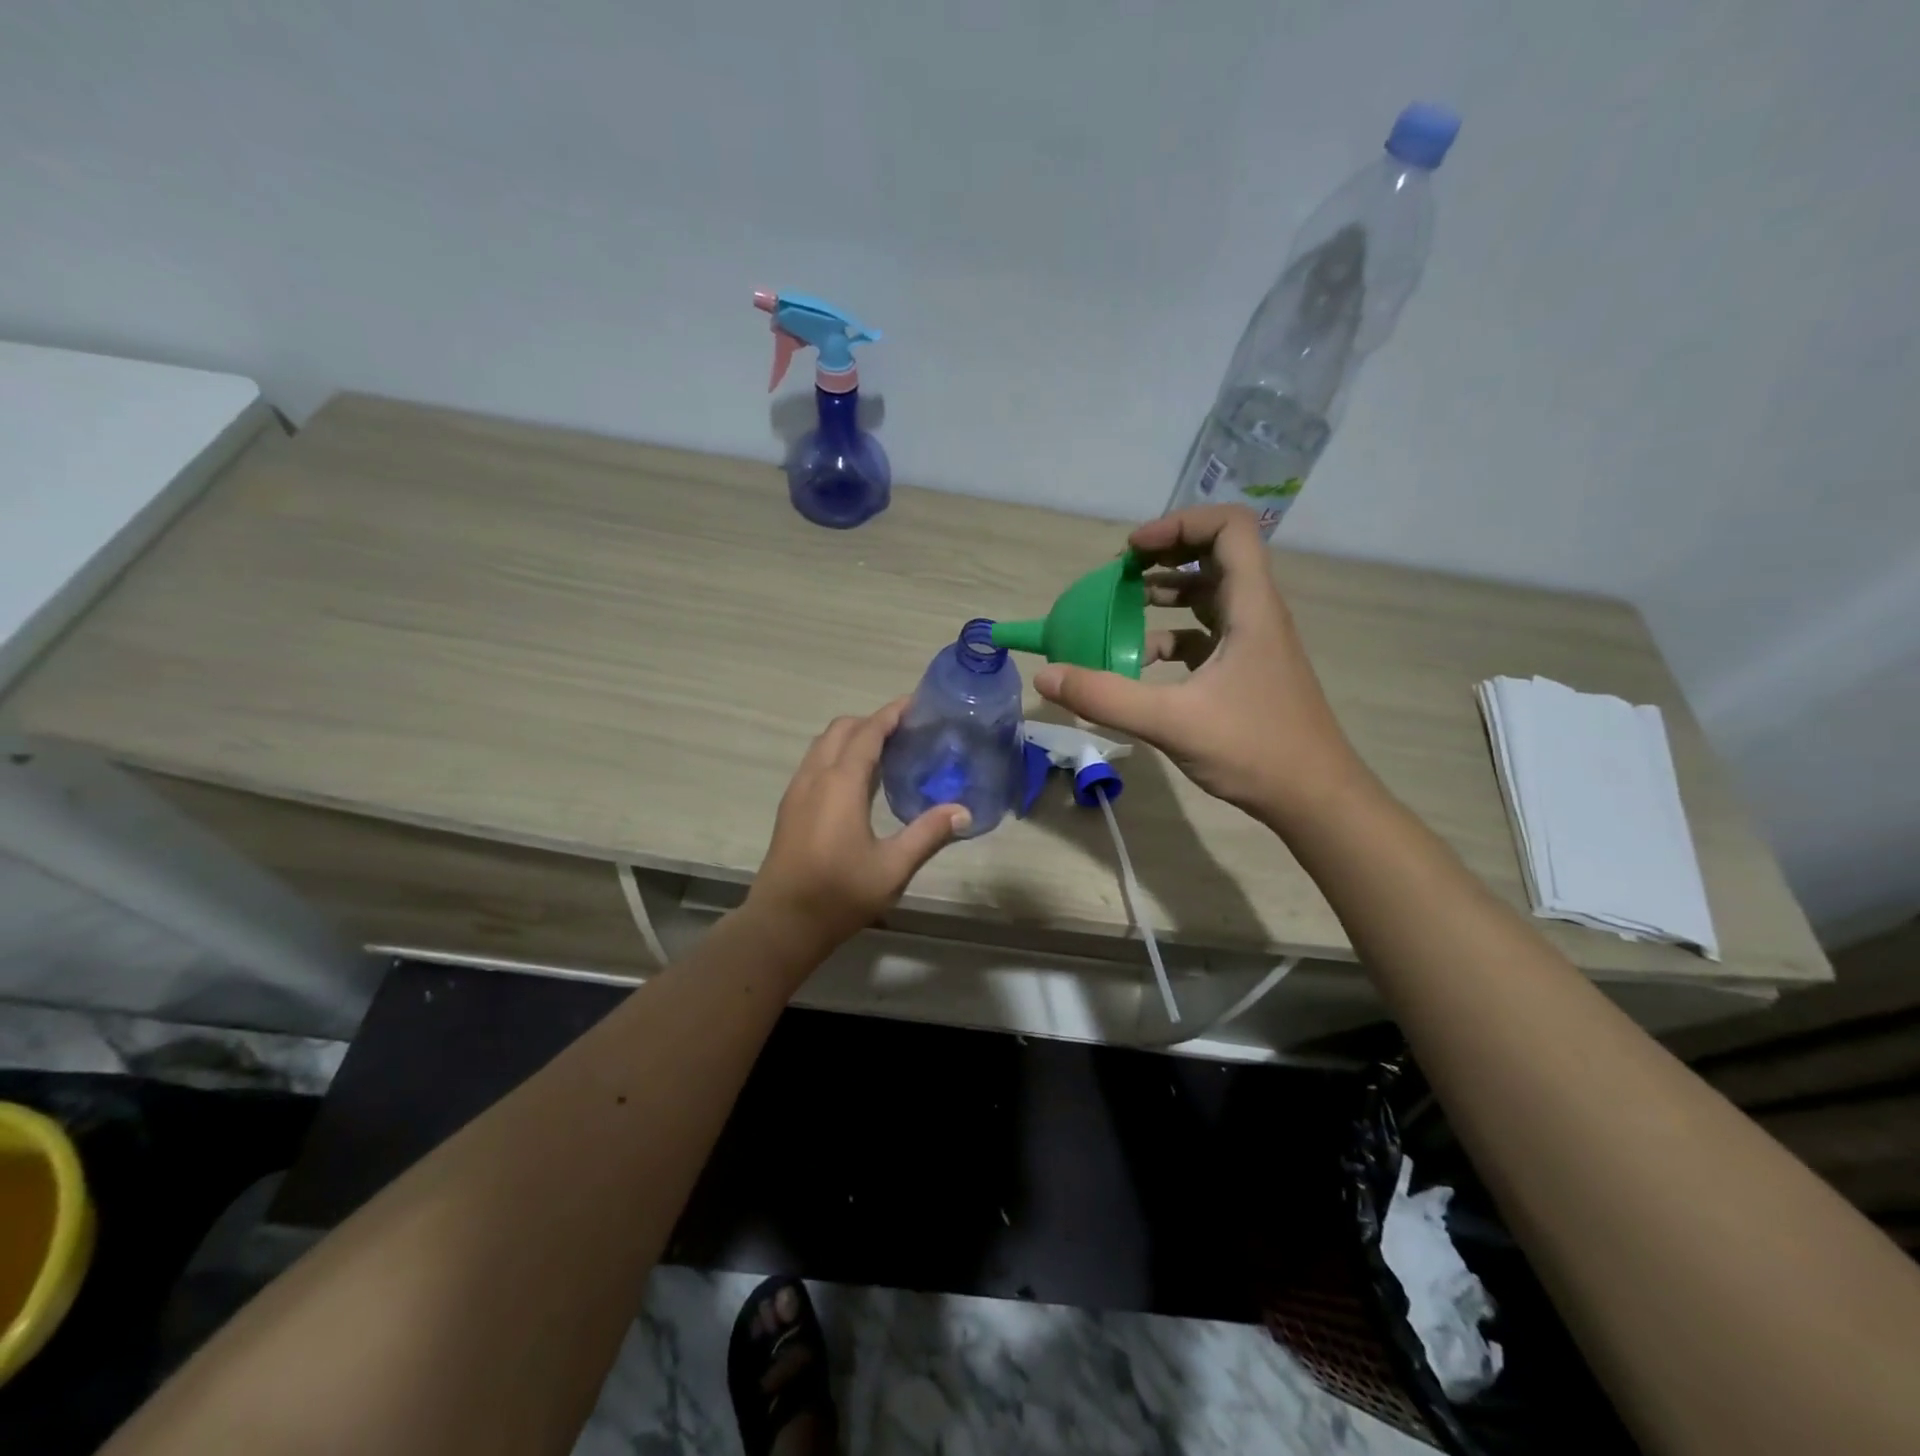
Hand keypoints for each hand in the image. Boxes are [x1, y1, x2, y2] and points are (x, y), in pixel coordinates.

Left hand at [746, 699, 969, 950]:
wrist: (782, 923)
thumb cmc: (839, 894)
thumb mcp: (893, 867)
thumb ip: (928, 834)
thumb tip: (963, 811)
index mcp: (840, 783)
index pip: (868, 732)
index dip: (891, 713)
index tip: (915, 703)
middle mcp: (815, 777)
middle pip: (842, 729)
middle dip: (872, 721)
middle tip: (906, 730)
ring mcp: (797, 791)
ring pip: (823, 744)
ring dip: (852, 737)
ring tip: (886, 750)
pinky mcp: (789, 808)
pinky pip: (815, 763)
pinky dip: (837, 755)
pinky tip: (858, 781)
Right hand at [1033, 504, 1370, 828]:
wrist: (1314, 798)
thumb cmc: (1254, 749)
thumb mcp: (1172, 722)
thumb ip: (1105, 697)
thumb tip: (1046, 675)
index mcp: (1251, 607)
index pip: (1230, 528)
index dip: (1179, 524)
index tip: (1133, 550)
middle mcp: (1256, 614)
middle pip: (1215, 555)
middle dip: (1164, 555)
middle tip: (1119, 573)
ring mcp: (1253, 643)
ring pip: (1208, 596)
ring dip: (1165, 594)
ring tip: (1119, 608)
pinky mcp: (1245, 671)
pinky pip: (1204, 635)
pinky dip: (1170, 637)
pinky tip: (1140, 663)